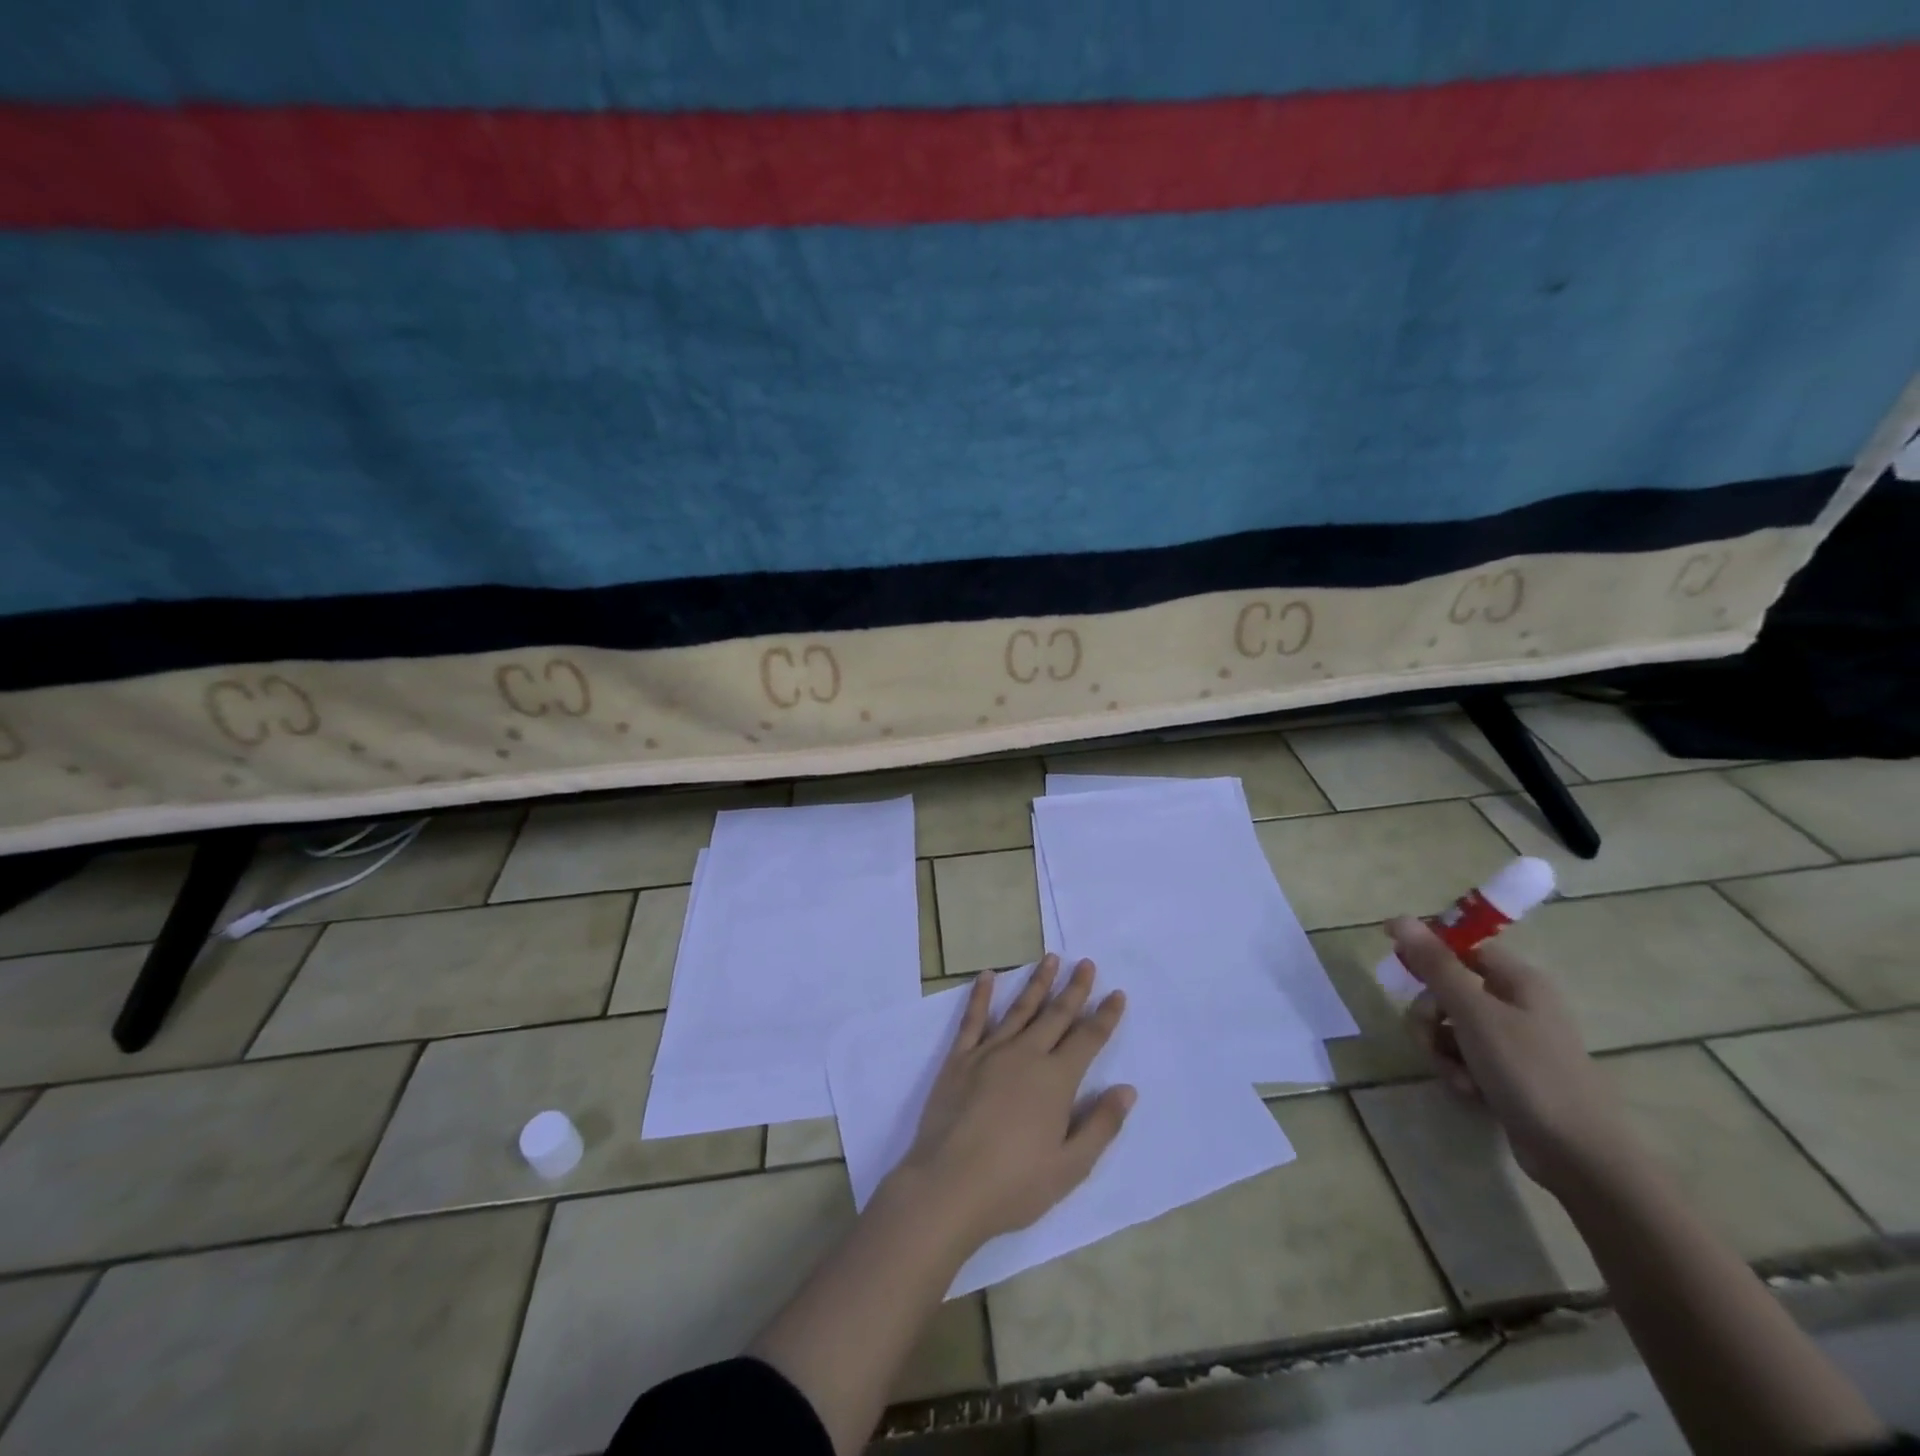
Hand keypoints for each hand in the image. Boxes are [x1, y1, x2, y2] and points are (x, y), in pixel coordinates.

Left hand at [890, 955, 1134, 1252]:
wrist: (948, 1186)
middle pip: (1056, 1015)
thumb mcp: (1070, 1167)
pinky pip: (973, 1019)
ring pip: (1019, 1009)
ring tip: (1051, 958)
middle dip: (1075, 989)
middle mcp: (1025, 1055)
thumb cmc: (1014, 1185)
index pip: (1088, 1039)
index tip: (1117, 993)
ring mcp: (989, 1053)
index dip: (1105, 1016)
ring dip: (1037, 983)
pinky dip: (981, 995)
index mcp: (1056, 1080)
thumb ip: (1101, 1125)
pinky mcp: (959, 1059)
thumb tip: (1127, 1089)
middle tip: (1086, 963)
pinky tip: (987, 976)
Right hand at [1390, 917, 1633, 1194]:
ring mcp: (1514, 1041)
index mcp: (1518, 980)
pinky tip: (1468, 1092)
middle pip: (1449, 990)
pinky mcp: (1508, 1073)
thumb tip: (1399, 918)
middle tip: (1427, 1037)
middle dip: (1429, 1015)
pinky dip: (1458, 1071)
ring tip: (1454, 1074)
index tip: (1399, 972)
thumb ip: (1435, 965)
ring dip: (1440, 1048)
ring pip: (1451, 1027)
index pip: (1462, 949)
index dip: (1428, 956)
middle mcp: (1517, 1003)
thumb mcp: (1473, 1013)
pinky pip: (1465, 1057)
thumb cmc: (1528, 1071)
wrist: (1580, 1156)